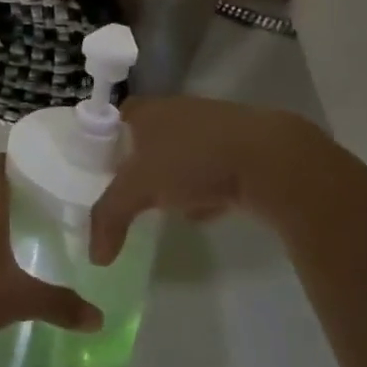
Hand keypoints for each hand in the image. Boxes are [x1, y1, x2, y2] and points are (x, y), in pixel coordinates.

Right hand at [89, 96, 330, 264]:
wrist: (271, 159)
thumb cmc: (193, 159)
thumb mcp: (140, 188)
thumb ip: (110, 217)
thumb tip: (95, 257)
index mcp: (147, 110)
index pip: (115, 118)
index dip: (106, 142)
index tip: (102, 171)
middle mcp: (177, 110)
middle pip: (148, 137)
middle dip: (142, 166)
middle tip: (133, 194)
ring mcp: (212, 126)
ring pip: (182, 152)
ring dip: (175, 178)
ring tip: (169, 208)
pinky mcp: (242, 147)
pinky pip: (212, 167)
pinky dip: (206, 187)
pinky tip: (207, 211)